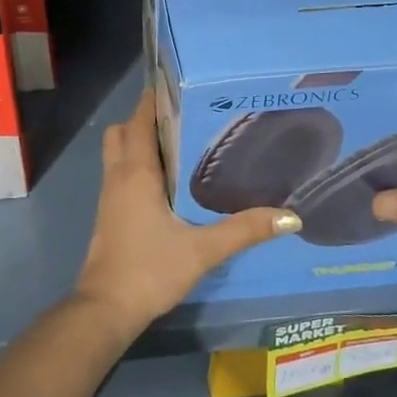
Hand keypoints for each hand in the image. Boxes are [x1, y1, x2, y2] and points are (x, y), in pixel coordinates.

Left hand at [75, 92, 299, 335]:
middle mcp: (118, 176)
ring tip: (180, 146)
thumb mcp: (202, 250)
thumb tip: (290, 217)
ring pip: (118, 153)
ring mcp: (110, 196)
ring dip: (139, 143)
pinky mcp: (109, 215)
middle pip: (123, 132)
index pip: (139, 121)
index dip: (154, 100)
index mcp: (136, 172)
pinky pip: (120, 175)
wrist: (107, 309)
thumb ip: (244, 230)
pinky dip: (137, 166)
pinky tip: (168, 184)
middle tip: (183, 119)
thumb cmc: (150, 269)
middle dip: (146, 120)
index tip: (179, 87)